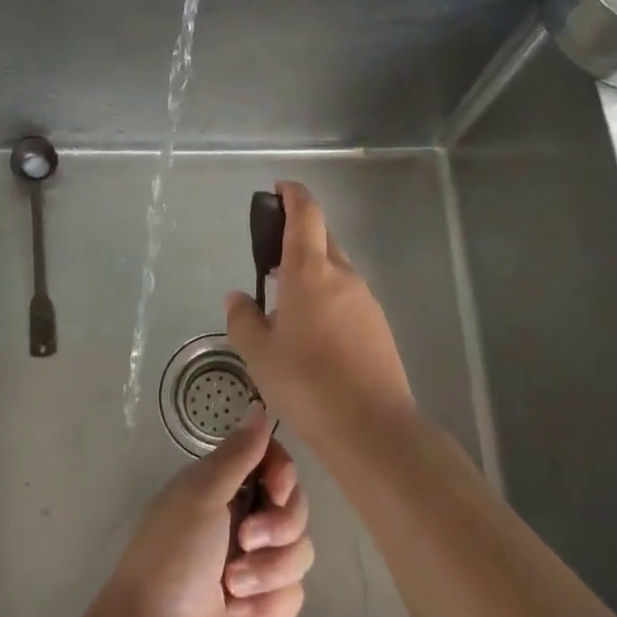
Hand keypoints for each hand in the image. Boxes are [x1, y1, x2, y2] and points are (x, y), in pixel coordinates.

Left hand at [89, 408, 311, 616]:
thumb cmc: (173, 556)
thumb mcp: (200, 494)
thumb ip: (238, 453)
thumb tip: (260, 408)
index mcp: (222, 488)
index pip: (272, 462)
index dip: (283, 473)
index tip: (277, 487)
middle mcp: (242, 520)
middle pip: (295, 506)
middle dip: (279, 526)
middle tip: (246, 541)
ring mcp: (256, 565)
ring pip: (300, 551)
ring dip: (269, 570)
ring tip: (233, 586)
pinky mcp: (265, 606)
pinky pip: (294, 594)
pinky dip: (268, 603)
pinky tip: (241, 613)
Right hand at [225, 180, 415, 440]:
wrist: (372, 428)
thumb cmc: (307, 383)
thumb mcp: (259, 354)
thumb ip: (243, 320)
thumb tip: (239, 298)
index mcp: (310, 271)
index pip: (306, 213)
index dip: (293, 194)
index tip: (278, 189)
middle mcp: (342, 276)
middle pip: (322, 238)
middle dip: (297, 236)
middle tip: (269, 258)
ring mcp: (365, 300)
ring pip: (335, 270)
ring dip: (311, 272)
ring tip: (285, 305)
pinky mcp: (378, 326)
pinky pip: (347, 297)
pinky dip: (327, 298)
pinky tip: (312, 334)